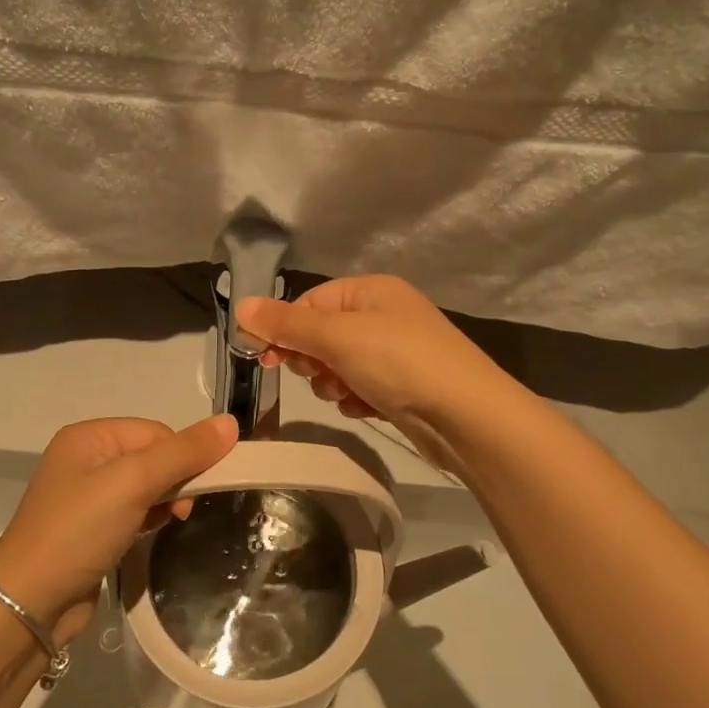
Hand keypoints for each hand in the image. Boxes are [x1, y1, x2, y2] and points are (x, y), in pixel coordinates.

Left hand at [0, 414, 235, 640]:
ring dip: (164, 502)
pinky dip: (148, 520)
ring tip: (168, 525)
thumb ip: (183, 452)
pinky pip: (132, 512)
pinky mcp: (90, 530)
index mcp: (89, 436)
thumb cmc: (80, 530)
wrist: (29, 603)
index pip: (155, 431)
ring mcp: (85, 497)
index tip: (194, 490)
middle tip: (182, 512)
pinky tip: (150, 536)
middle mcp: (85, 459)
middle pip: (152, 456)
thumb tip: (230, 422)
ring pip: (145, 486)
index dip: (181, 456)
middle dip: (175, 480)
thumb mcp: (134, 482)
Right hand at [237, 275, 511, 471]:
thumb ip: (287, 323)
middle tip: (323, 374)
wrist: (467, 416)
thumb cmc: (399, 363)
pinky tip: (368, 408)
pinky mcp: (402, 385)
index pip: (309, 302)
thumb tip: (241, 304)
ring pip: (338, 365)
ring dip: (334, 383)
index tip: (262, 358)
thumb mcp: (337, 337)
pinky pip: (360, 386)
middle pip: (321, 334)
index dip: (284, 328)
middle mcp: (383, 314)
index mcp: (370, 290)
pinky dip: (357, 398)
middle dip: (313, 359)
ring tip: (349, 394)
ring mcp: (395, 351)